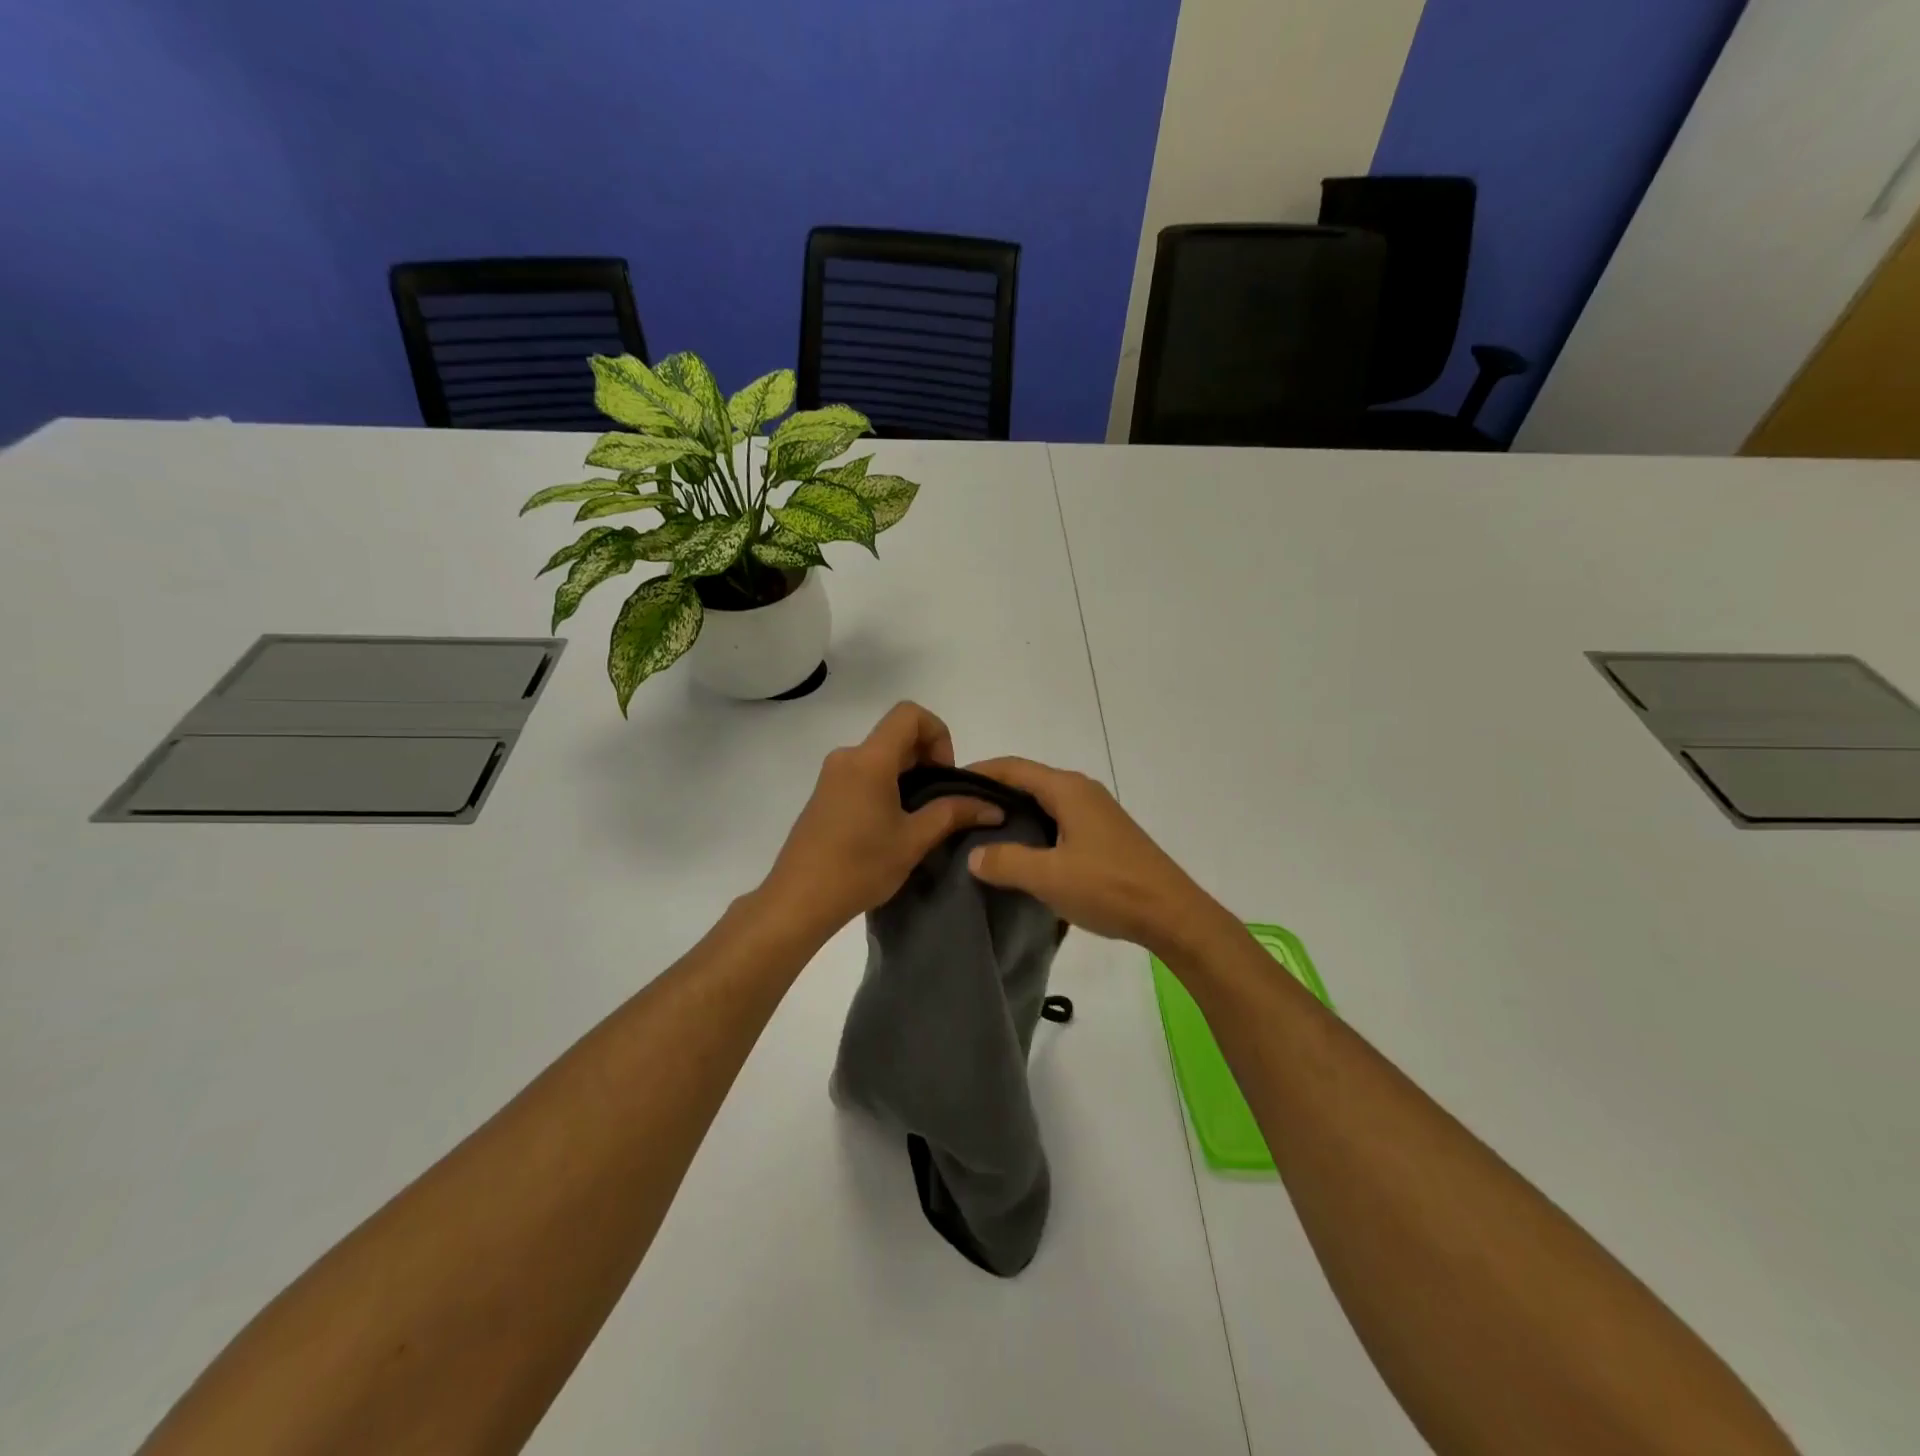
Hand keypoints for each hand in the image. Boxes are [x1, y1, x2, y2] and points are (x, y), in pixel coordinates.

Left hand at [760, 703, 1004, 937]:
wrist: (798, 900)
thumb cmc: (859, 867)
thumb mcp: (913, 840)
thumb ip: (953, 814)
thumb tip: (992, 806)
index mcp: (870, 760)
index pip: (910, 714)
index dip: (938, 734)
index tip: (944, 774)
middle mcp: (848, 757)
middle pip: (896, 734)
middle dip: (927, 757)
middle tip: (940, 800)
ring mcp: (832, 775)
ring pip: (880, 755)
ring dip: (908, 774)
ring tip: (919, 817)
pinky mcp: (824, 794)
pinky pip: (864, 773)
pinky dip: (887, 784)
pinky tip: (891, 825)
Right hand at [964, 757, 1233, 956]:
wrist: (1172, 914)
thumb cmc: (1109, 887)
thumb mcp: (1049, 877)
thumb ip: (1005, 862)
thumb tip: (973, 855)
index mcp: (1068, 789)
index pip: (1012, 768)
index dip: (978, 772)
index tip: (945, 787)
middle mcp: (1082, 791)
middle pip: (1027, 782)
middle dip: (992, 793)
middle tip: (957, 815)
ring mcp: (1096, 813)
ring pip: (1043, 803)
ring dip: (1013, 814)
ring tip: (980, 835)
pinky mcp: (1103, 834)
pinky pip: (1058, 820)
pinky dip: (1033, 829)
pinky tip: (1019, 854)